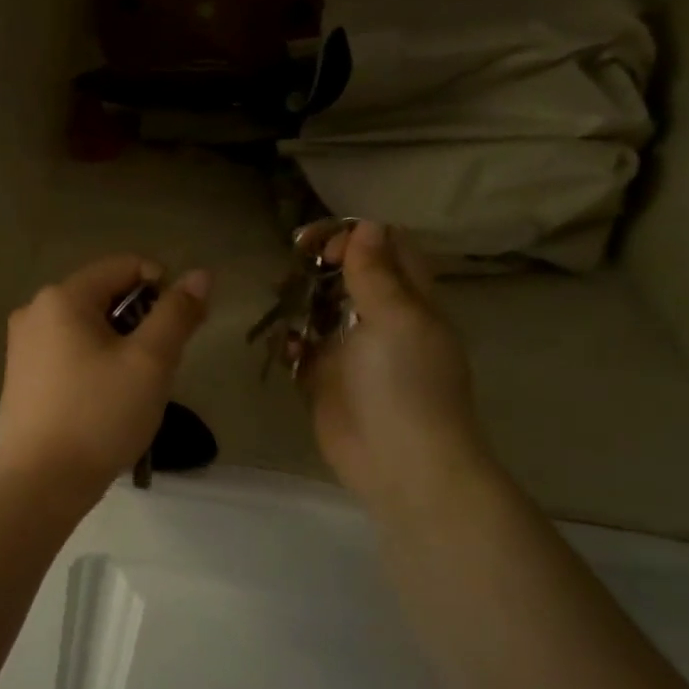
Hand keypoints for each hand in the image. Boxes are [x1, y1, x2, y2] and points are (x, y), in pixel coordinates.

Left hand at [0, 255, 210, 495]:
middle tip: (157, 366)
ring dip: (118, 345)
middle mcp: (34, 311)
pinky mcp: (21, 375)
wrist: (41, 482)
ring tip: (132, 387)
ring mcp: (22, 344)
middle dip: (139, 322)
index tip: (178, 329)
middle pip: (103, 296)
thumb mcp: (150, 362)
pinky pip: (68, 351)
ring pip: (87, 327)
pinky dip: (93, 363)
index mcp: (62, 297)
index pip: (124, 266)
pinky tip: (104, 400)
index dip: (161, 288)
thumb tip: (200, 275)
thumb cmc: (99, 416)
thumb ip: (177, 314)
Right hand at [302, 222, 489, 512]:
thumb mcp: (397, 319)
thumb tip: (366, 226)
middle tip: (289, 264)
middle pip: (347, 277)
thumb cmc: (406, 384)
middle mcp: (380, 320)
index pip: (387, 249)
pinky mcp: (323, 379)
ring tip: (278, 300)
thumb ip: (376, 274)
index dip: (355, 237)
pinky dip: (289, 342)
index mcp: (409, 301)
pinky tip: (284, 348)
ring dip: (298, 301)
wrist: (400, 462)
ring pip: (319, 310)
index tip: (319, 246)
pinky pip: (301, 349)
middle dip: (317, 266)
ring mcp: (350, 351)